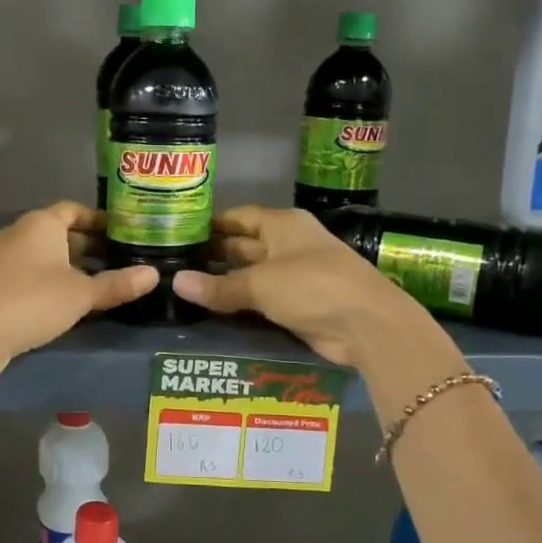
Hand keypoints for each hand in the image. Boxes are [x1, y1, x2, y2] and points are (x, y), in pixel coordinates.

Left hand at [0, 202, 156, 377]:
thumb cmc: (32, 301)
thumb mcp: (82, 294)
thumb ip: (117, 284)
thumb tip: (154, 275)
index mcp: (41, 224)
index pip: (74, 210)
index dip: (98, 219)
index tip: (122, 231)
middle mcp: (20, 233)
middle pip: (61, 233)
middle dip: (90, 246)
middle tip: (120, 259)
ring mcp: (4, 259)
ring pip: (47, 256)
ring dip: (72, 266)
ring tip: (103, 282)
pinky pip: (32, 274)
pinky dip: (54, 281)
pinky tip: (72, 303)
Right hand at [173, 206, 434, 365]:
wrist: (367, 325)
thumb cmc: (312, 286)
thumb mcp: (259, 284)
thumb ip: (218, 286)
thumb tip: (176, 282)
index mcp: (283, 225)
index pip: (240, 217)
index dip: (212, 224)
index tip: (180, 234)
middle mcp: (290, 244)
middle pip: (245, 245)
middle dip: (215, 255)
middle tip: (174, 266)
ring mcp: (297, 275)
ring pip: (253, 276)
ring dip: (227, 284)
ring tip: (186, 290)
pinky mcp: (301, 305)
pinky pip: (264, 300)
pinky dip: (243, 305)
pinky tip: (215, 312)